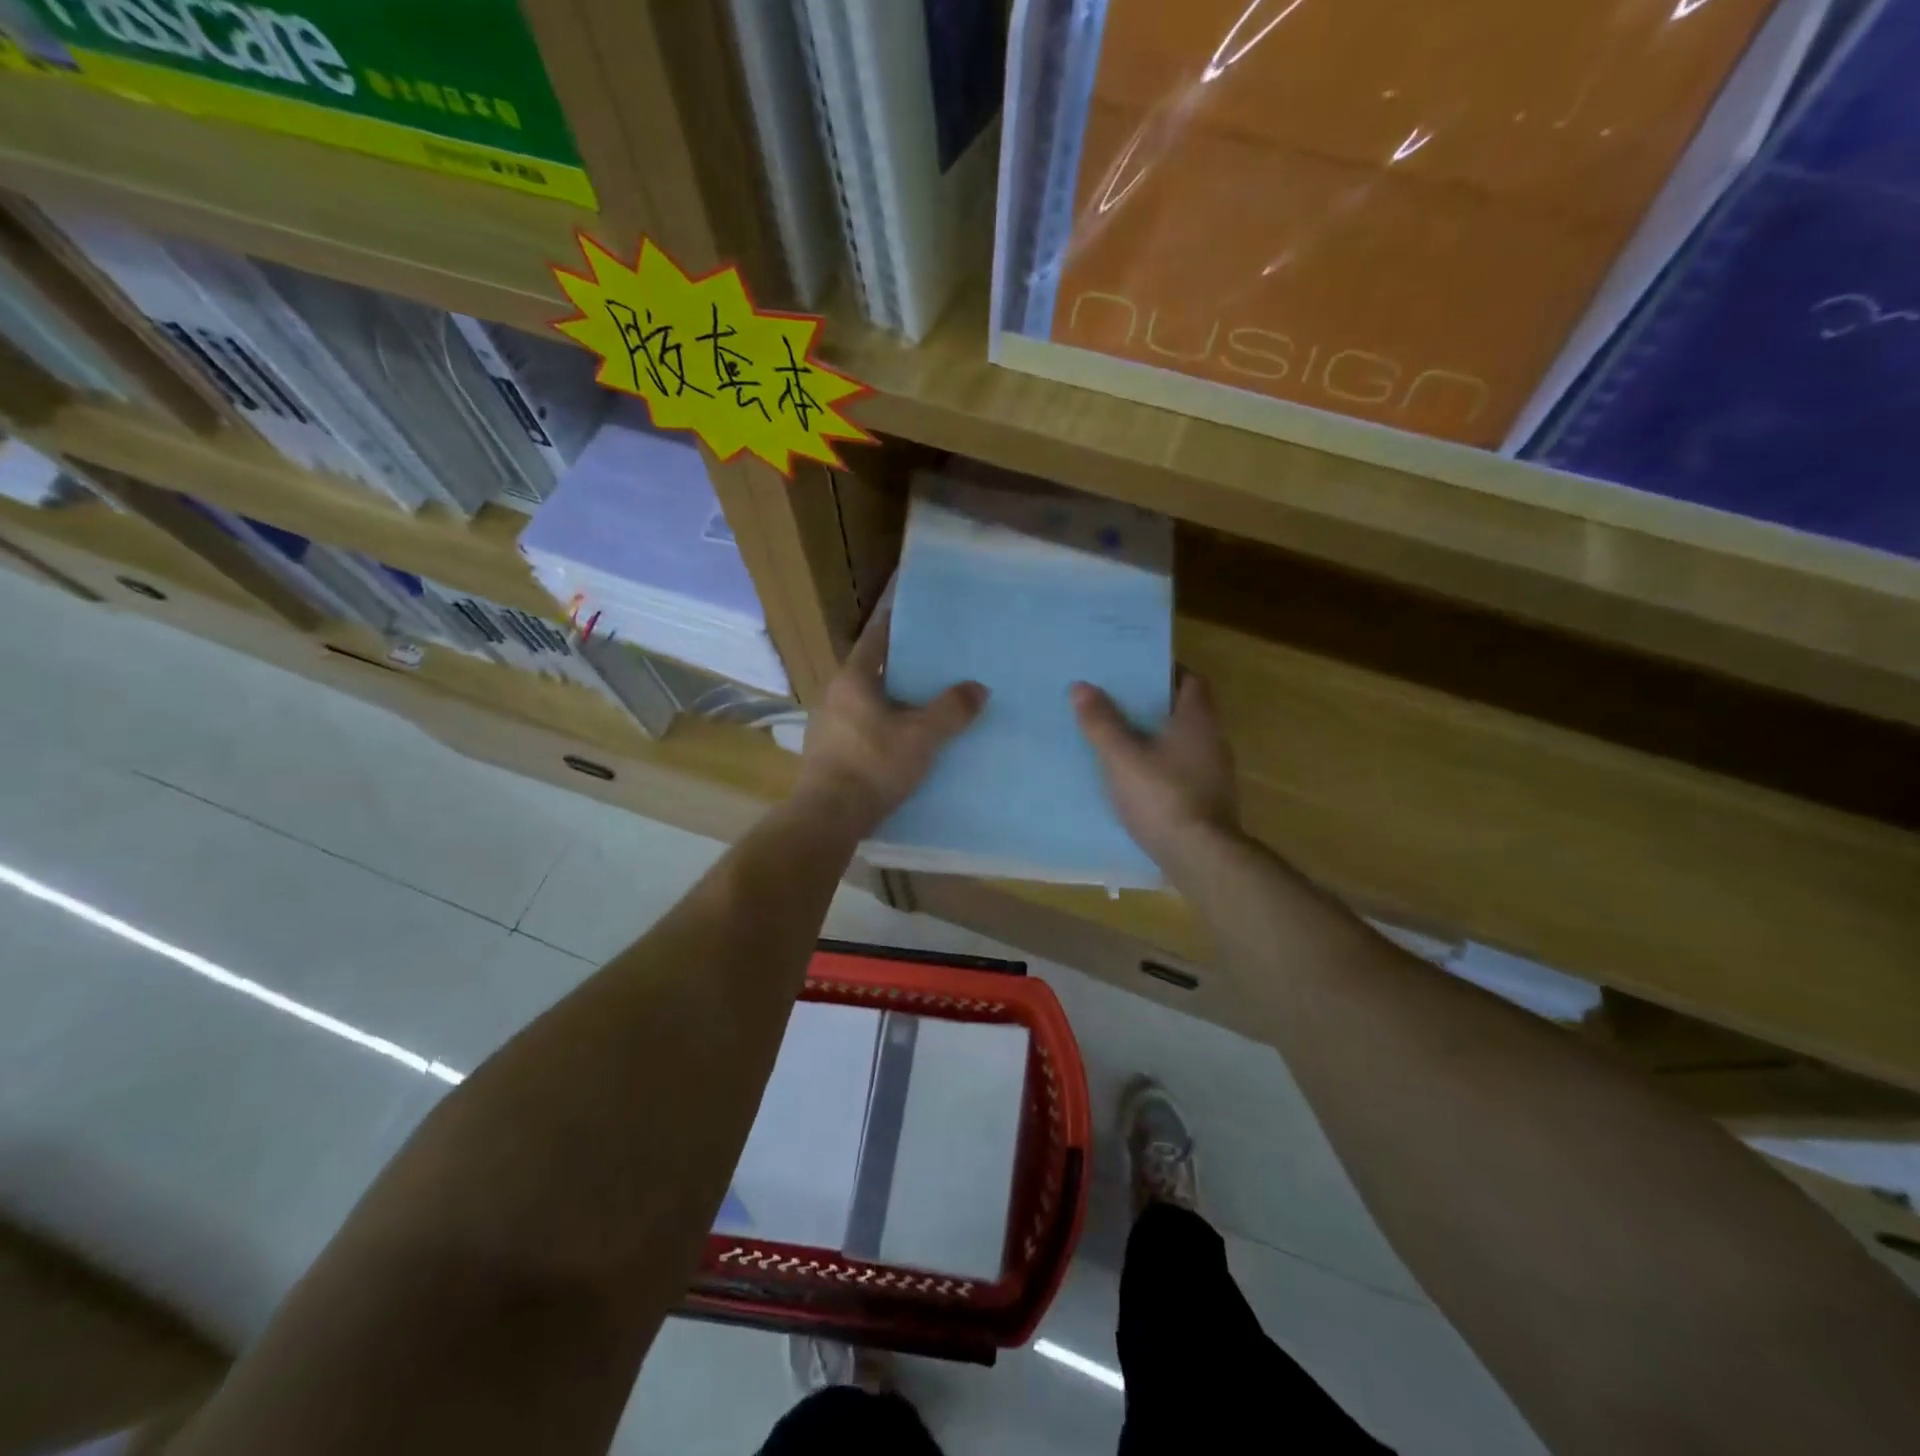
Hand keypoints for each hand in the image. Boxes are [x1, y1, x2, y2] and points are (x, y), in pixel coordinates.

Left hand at [794, 612, 987, 839]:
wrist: (828, 817)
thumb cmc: (873, 765)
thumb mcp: (921, 736)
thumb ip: (952, 710)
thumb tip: (979, 688)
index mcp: (853, 679)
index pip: (876, 639)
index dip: (897, 625)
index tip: (918, 617)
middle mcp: (835, 695)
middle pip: (873, 671)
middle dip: (902, 666)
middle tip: (935, 662)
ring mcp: (828, 725)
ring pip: (868, 701)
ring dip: (893, 699)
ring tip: (926, 700)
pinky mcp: (830, 753)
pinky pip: (863, 727)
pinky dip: (884, 724)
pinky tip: (905, 738)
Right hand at [1072, 672, 1240, 875]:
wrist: (1201, 857)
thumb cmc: (1163, 797)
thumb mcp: (1122, 757)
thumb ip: (1101, 722)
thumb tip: (1081, 685)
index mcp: (1197, 720)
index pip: (1190, 679)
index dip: (1165, 670)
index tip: (1134, 670)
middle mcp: (1212, 740)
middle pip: (1183, 710)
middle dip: (1152, 704)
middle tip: (1114, 700)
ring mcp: (1213, 773)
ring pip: (1181, 742)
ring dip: (1154, 737)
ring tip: (1117, 737)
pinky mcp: (1207, 801)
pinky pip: (1180, 771)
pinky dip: (1159, 766)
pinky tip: (1132, 777)